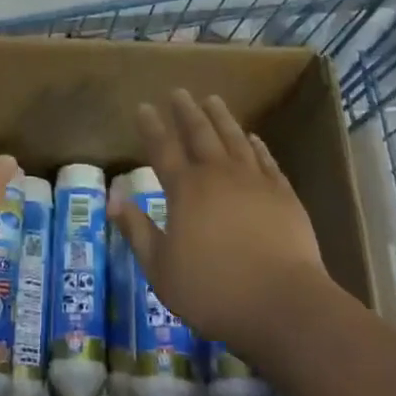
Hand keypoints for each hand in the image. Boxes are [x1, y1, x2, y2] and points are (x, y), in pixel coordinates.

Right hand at [112, 89, 330, 357]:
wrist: (282, 303)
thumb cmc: (213, 290)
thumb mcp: (161, 268)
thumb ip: (136, 229)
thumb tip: (113, 195)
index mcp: (185, 190)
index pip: (163, 149)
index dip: (151, 127)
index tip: (143, 106)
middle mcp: (218, 174)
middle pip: (200, 133)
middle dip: (186, 111)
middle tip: (179, 92)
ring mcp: (254, 180)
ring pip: (234, 138)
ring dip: (221, 117)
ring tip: (212, 99)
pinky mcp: (283, 194)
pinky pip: (266, 159)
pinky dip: (257, 145)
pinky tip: (253, 137)